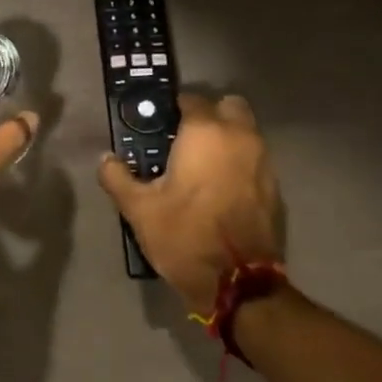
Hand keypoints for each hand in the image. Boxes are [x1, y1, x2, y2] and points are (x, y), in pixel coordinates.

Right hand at [98, 93, 282, 309]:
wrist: (238, 282)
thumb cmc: (184, 235)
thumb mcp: (139, 209)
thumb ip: (117, 178)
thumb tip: (106, 160)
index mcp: (206, 133)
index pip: (191, 100)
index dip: (173, 109)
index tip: (158, 125)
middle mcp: (240, 137)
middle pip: (229, 106)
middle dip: (209, 115)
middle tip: (185, 140)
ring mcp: (264, 162)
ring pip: (246, 133)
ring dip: (227, 139)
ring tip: (201, 167)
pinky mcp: (276, 188)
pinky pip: (255, 161)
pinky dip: (240, 165)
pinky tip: (221, 190)